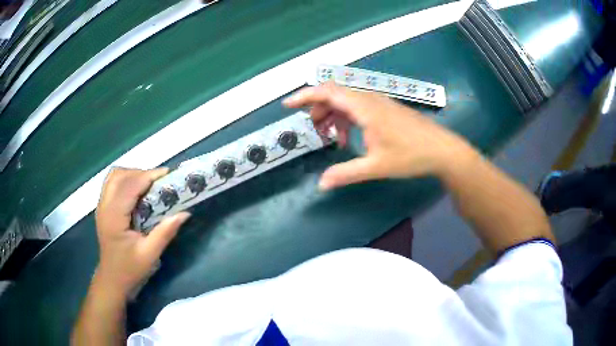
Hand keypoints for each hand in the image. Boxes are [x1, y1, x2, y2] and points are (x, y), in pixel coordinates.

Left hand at [95, 168, 189, 295]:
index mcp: (114, 216)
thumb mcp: (150, 255)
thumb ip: (165, 232)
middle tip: (160, 182)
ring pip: (114, 176)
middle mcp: (104, 205)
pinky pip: (112, 183)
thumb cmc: (130, 269)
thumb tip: (184, 213)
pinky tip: (136, 192)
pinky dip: (125, 180)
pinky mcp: (103, 208)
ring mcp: (101, 205)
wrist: (112, 280)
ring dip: (132, 174)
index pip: (130, 185)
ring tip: (148, 185)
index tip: (168, 174)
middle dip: (141, 173)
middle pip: (120, 175)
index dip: (149, 176)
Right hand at [283, 82, 473, 189]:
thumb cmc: (411, 155)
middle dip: (318, 109)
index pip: (328, 92)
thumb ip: (346, 174)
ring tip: (332, 138)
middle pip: (334, 93)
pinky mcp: (385, 108)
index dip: (305, 96)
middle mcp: (369, 98)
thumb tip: (321, 184)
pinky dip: (347, 118)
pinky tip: (350, 137)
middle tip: (315, 131)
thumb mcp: (376, 166)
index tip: (288, 104)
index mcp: (365, 107)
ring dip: (333, 115)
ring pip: (346, 100)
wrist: (442, 149)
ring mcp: (379, 101)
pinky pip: (358, 106)